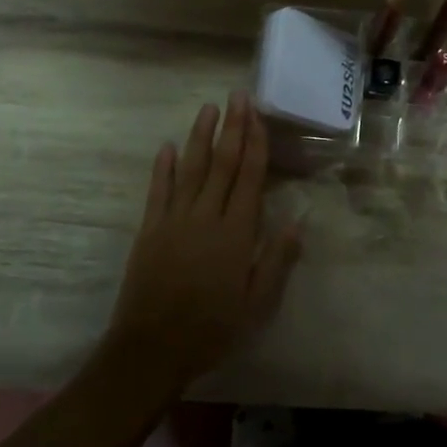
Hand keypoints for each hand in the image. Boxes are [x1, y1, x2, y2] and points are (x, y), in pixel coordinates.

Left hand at [104, 94, 302, 396]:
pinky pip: (158, 191)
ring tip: (208, 108)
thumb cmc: (212, 329)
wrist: (152, 349)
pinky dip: (162, 167)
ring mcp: (174, 220)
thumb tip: (297, 222)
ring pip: (190, 169)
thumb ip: (277, 261)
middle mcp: (206, 217)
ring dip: (200, 137)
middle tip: (237, 96)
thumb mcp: (256, 304)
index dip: (255, 144)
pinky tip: (167, 146)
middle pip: (222, 164)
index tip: (258, 116)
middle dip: (232, 128)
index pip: (249, 177)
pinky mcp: (149, 230)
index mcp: (236, 233)